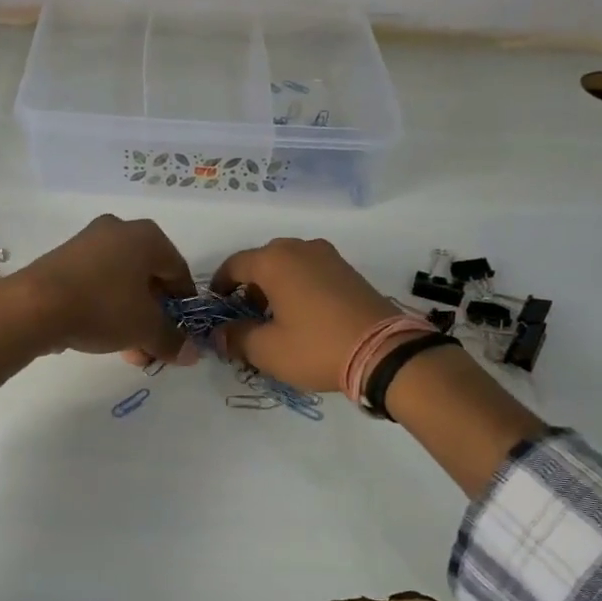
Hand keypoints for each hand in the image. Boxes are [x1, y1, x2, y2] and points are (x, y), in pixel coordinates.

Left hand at [0, 216, 194, 386]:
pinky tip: (103, 337)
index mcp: (146, 236)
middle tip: (154, 345)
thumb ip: (171, 340)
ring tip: (130, 351)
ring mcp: (87, 242)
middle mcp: (118, 230)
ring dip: (130, 317)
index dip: (184, 304)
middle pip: (148, 277)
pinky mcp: (62, 259)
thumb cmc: (102, 307)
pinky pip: (96, 284)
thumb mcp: (145, 328)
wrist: (33, 306)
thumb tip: (191, 354)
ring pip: (121, 283)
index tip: (182, 332)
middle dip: (154, 316)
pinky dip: (105, 308)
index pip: (178, 271)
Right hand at [208, 238, 394, 391]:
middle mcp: (300, 248)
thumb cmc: (317, 346)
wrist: (385, 351)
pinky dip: (298, 287)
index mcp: (274, 261)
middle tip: (245, 317)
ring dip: (274, 287)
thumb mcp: (267, 350)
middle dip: (248, 287)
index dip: (219, 285)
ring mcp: (328, 257)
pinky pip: (311, 272)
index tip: (216, 306)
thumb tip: (219, 335)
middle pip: (262, 262)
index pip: (234, 265)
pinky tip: (302, 316)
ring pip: (288, 265)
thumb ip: (236, 338)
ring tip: (274, 319)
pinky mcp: (349, 270)